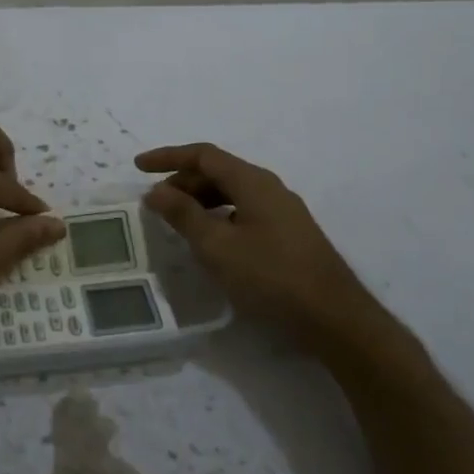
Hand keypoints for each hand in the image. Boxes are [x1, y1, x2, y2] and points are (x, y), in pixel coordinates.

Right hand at [137, 142, 373, 339]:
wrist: (334, 318)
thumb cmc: (271, 277)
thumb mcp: (217, 246)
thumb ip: (183, 215)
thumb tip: (156, 191)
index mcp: (253, 182)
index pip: (204, 155)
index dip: (168, 157)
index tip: (138, 166)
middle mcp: (269, 188)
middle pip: (218, 172)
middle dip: (183, 182)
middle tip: (155, 204)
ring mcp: (282, 212)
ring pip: (232, 194)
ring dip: (200, 201)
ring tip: (177, 223)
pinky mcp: (288, 235)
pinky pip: (244, 212)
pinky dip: (218, 218)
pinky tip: (210, 243)